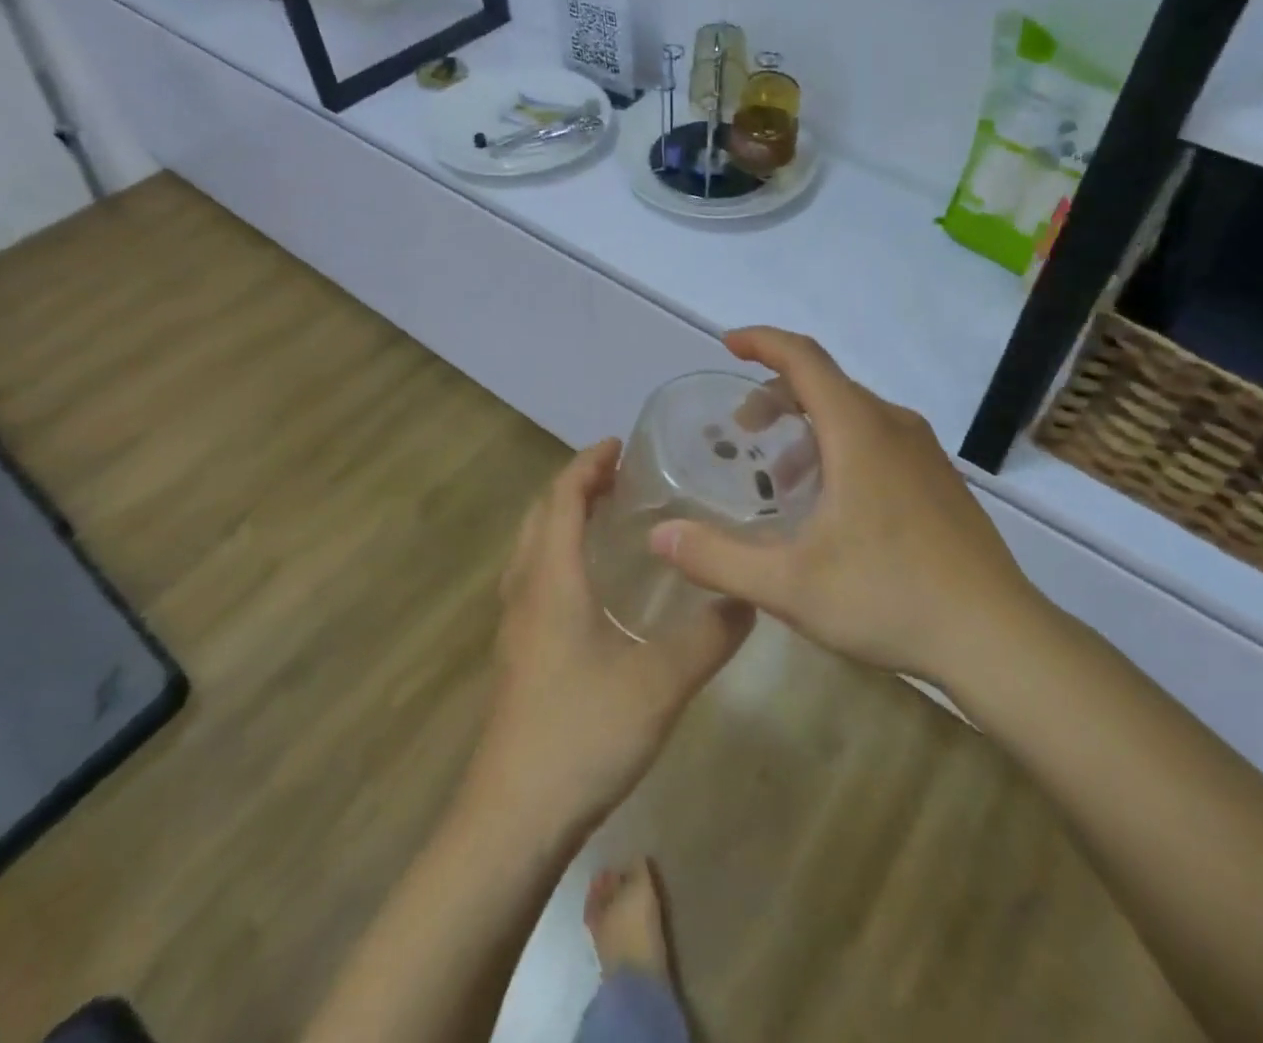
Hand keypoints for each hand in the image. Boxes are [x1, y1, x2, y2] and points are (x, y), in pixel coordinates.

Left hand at [468, 441, 753, 840]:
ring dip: (562, 518)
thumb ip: (709, 636)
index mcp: (552, 580)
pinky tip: (591, 585)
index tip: (620, 444)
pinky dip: (557, 554)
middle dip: (575, 485)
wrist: (513, 819)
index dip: (587, 465)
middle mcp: (526, 591)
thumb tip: (750, 597)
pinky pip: (532, 579)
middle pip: (540, 515)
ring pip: (531, 548)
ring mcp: (515, 626)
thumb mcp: (661, 682)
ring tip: (606, 516)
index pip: (562, 499)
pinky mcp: (517, 655)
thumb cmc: (582, 734)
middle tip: (620, 475)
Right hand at [650, 328, 1042, 682]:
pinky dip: (839, 450)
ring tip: (779, 481)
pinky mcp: (939, 480)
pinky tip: (829, 508)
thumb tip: (659, 536)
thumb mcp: (789, 585)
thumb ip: (718, 558)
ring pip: (853, 415)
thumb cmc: (889, 598)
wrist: (997, 637)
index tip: (728, 344)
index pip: (805, 358)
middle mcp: (894, 426)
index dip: (763, 342)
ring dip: (807, 430)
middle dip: (776, 397)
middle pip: (826, 385)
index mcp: (859, 431)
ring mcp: (924, 453)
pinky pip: (878, 441)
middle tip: (742, 434)